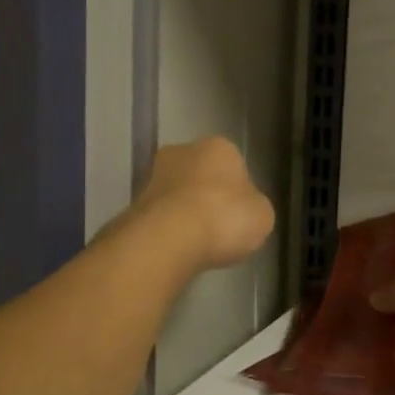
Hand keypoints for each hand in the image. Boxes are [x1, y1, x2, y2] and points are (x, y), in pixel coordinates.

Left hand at [130, 138, 275, 272]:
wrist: (168, 238)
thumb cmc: (224, 217)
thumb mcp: (261, 216)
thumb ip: (253, 207)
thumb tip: (244, 209)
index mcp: (220, 146)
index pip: (233, 164)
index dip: (238, 190)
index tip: (239, 214)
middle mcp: (183, 151)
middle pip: (200, 173)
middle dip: (206, 194)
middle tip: (217, 225)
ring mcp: (153, 174)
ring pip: (176, 192)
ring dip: (183, 211)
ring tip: (196, 242)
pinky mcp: (134, 201)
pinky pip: (159, 214)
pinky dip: (166, 228)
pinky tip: (175, 247)